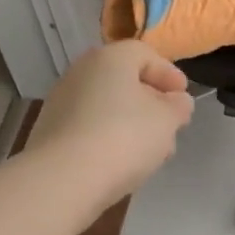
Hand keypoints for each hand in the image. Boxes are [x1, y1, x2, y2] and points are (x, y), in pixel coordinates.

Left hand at [25, 41, 194, 213]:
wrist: (61, 180)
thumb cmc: (123, 137)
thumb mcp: (167, 120)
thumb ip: (178, 106)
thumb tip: (177, 101)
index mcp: (110, 58)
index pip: (144, 54)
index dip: (168, 74)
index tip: (183, 98)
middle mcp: (82, 72)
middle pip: (124, 80)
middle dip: (151, 102)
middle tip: (170, 126)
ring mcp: (62, 102)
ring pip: (107, 106)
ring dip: (132, 123)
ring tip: (151, 152)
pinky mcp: (51, 133)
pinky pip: (90, 127)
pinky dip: (109, 138)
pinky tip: (122, 163)